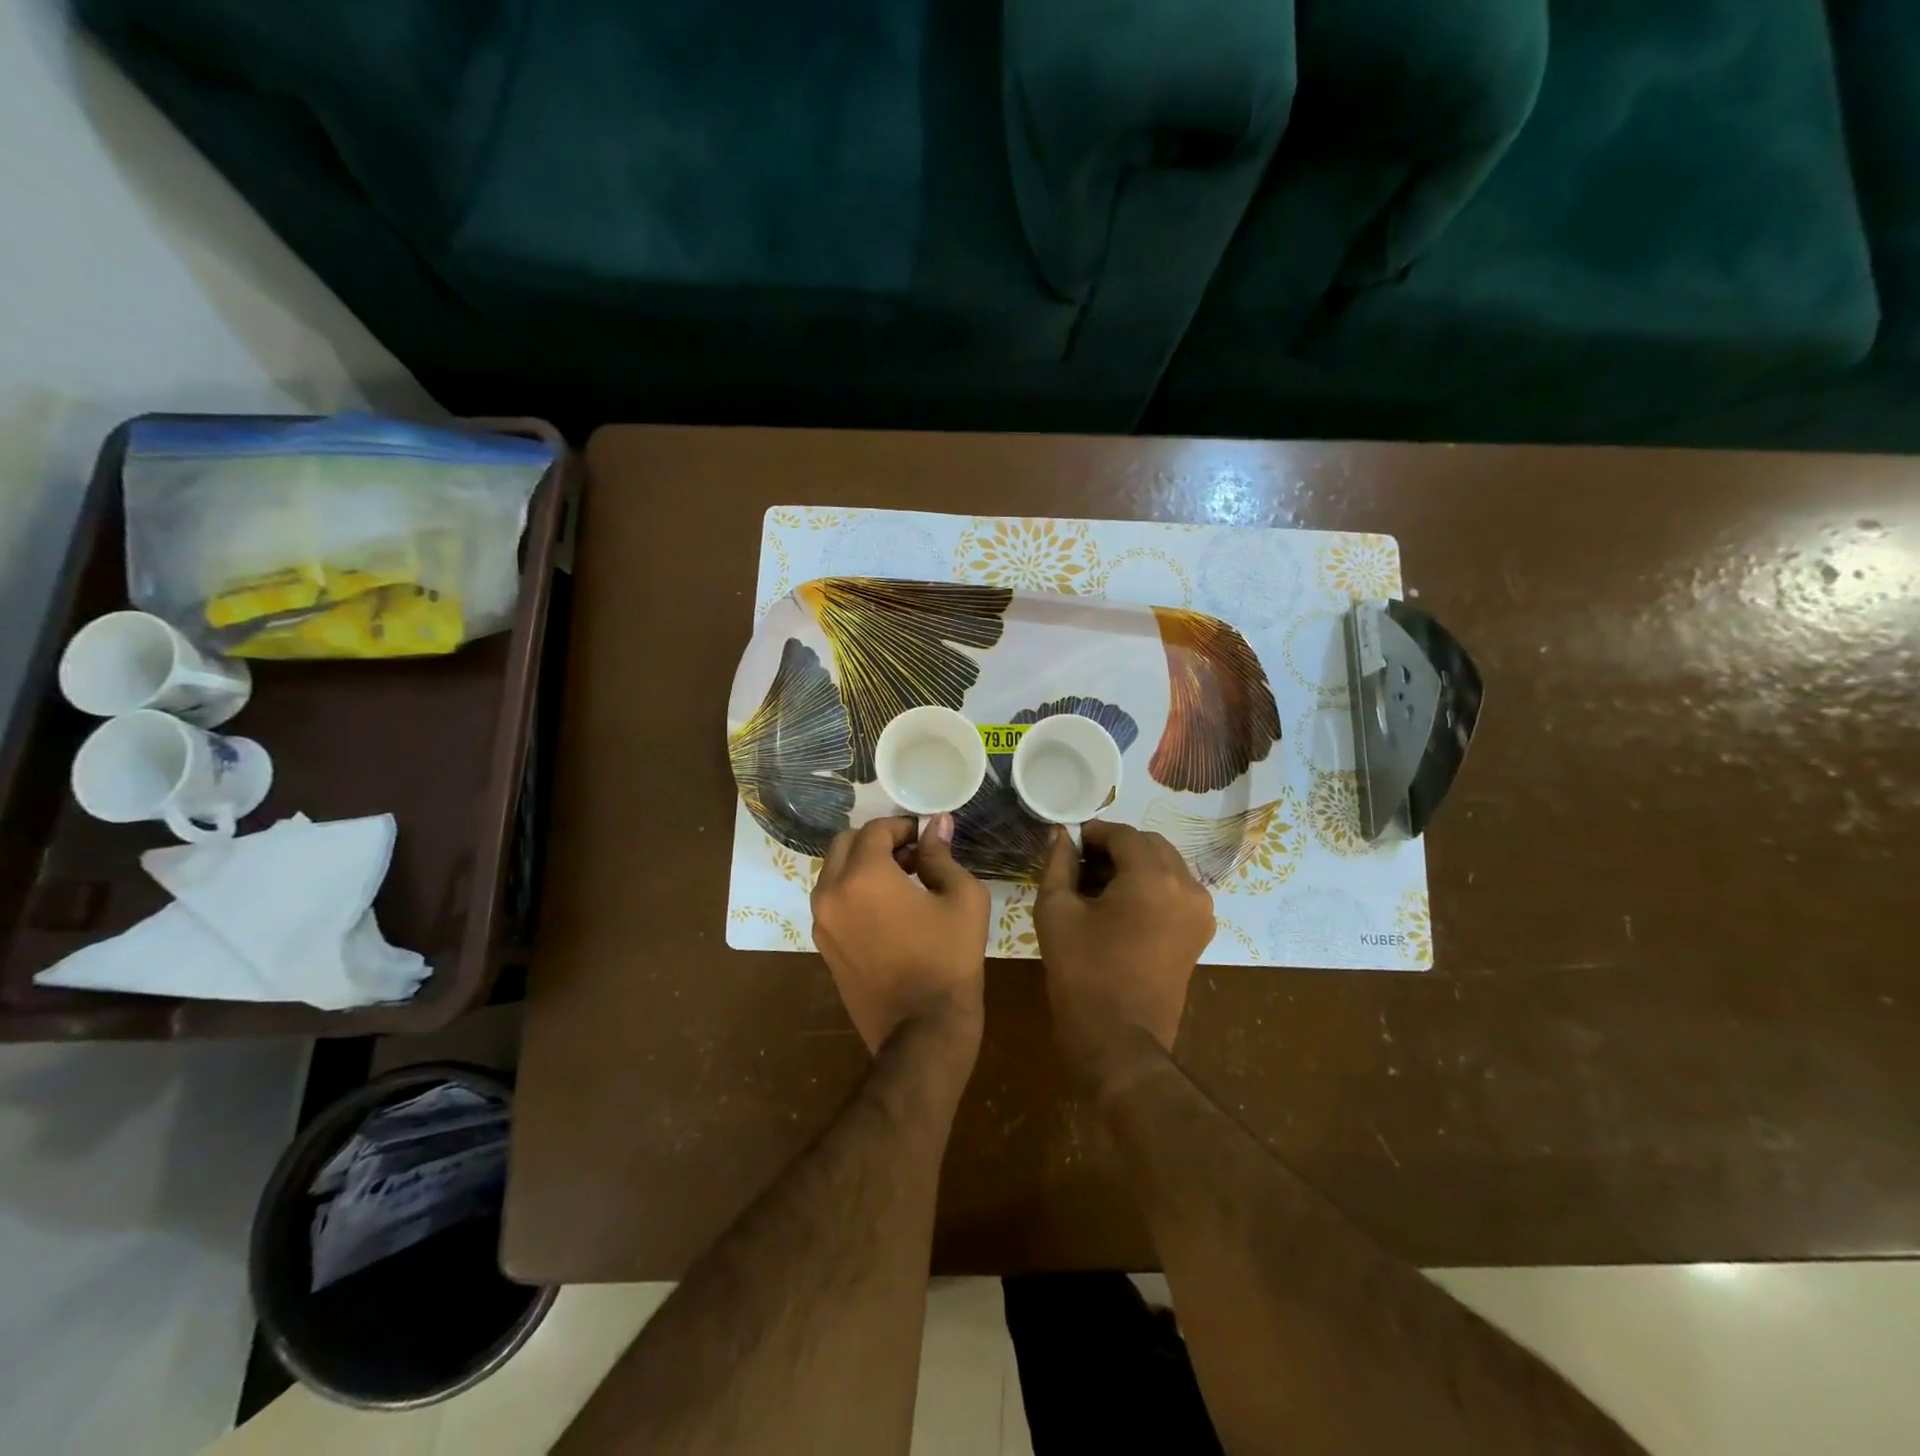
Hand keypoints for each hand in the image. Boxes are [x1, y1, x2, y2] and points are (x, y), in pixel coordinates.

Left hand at [811, 814, 989, 1056]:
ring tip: (901, 884)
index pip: (875, 829)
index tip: (926, 837)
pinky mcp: (823, 946)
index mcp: (863, 875)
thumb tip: (936, 824)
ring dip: (862, 865)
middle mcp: (831, 892)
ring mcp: (821, 922)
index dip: (903, 826)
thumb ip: (942, 854)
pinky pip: (832, 902)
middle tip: (911, 855)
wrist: (922, 1029)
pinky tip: (886, 912)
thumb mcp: (962, 898)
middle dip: (877, 841)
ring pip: (834, 872)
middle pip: (845, 844)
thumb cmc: (949, 958)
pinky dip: (853, 892)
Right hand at [1035, 821, 1214, 1089]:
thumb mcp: (1056, 911)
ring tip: (1099, 887)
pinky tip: (1121, 906)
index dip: (1094, 833)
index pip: (1123, 834)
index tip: (1069, 844)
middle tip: (1081, 865)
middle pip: (1150, 845)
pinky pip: (1176, 889)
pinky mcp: (1200, 932)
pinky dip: (1151, 885)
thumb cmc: (1082, 972)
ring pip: (1166, 865)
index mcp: (1153, 878)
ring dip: (1134, 865)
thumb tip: (1062, 835)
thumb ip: (1058, 863)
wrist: (1119, 1040)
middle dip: (1116, 847)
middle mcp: (1187, 886)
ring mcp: (1200, 910)